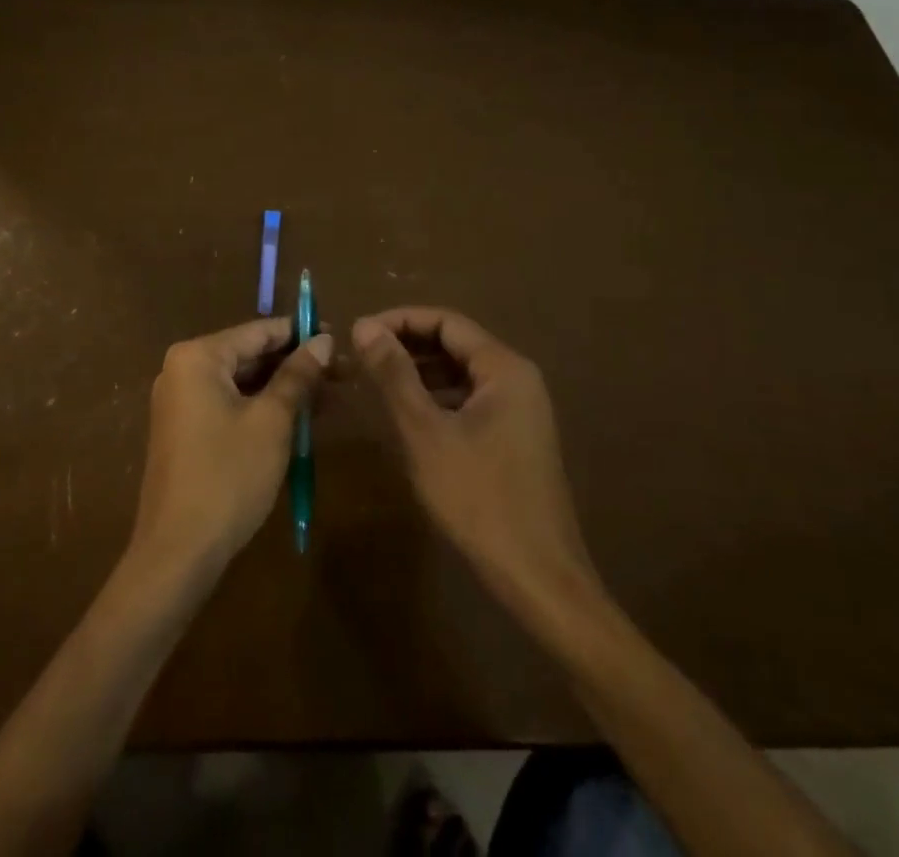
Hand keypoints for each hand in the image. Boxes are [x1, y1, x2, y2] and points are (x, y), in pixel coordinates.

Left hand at [130, 318, 333, 578]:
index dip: (301, 333)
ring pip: (243, 384)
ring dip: (284, 390)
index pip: (259, 332)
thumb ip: (298, 375)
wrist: (178, 551)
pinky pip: (231, 405)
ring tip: (331, 398)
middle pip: (250, 356)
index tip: (339, 338)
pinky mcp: (186, 431)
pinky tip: (300, 420)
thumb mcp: (272, 421)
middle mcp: (183, 370)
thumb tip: (323, 340)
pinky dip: (263, 409)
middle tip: (343, 373)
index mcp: (198, 357)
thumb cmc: (228, 476)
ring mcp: (181, 402)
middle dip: (296, 365)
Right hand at [355, 308, 600, 618]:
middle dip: (408, 344)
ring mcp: (520, 410)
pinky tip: (409, 415)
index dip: (399, 320)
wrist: (539, 579)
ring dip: (420, 372)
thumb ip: (394, 375)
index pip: (446, 321)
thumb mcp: (425, 432)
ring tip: (377, 381)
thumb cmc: (479, 499)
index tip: (359, 332)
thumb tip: (363, 326)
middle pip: (455, 343)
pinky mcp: (515, 437)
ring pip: (461, 373)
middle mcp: (517, 379)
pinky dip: (438, 398)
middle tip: (362, 356)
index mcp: (504, 368)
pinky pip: (471, 400)